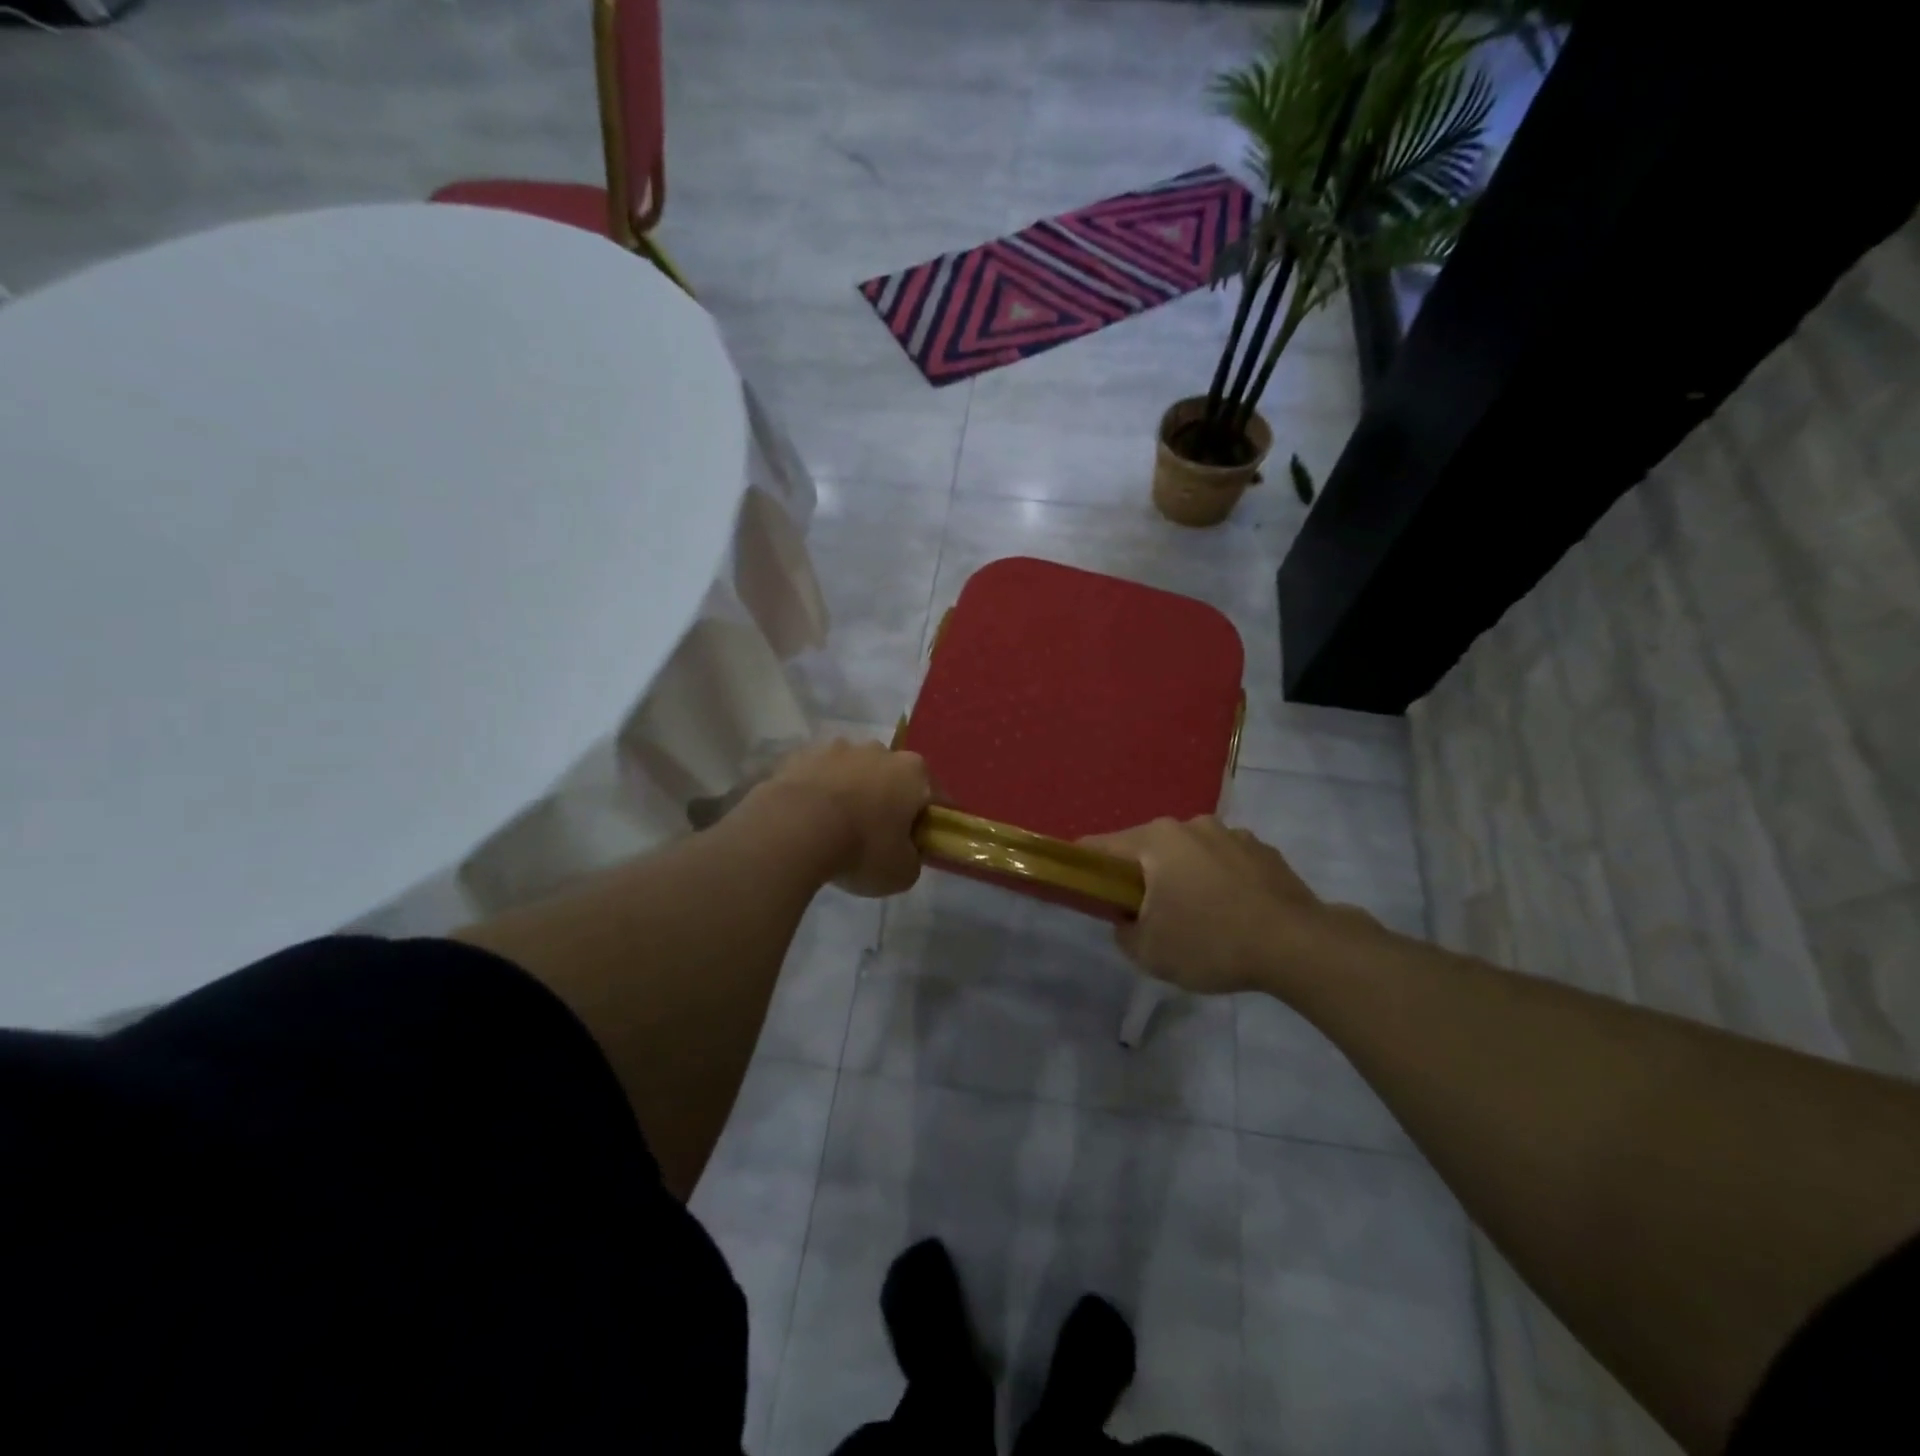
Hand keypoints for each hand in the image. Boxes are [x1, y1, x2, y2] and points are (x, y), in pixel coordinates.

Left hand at [756, 739, 932, 896]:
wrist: (794, 829)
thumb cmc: (861, 848)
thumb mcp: (901, 872)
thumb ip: (912, 858)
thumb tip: (906, 852)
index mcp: (913, 773)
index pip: (935, 796)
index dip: (931, 821)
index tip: (922, 842)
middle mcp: (879, 750)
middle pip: (892, 777)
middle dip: (888, 800)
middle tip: (877, 836)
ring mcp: (837, 748)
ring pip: (852, 772)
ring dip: (851, 792)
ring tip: (835, 828)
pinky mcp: (801, 755)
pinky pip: (818, 776)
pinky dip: (818, 793)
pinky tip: (808, 820)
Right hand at [1083, 816, 1374, 995]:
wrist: (1300, 947)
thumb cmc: (1212, 943)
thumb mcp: (1150, 953)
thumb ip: (1123, 933)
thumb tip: (1127, 921)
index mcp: (1156, 840)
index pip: (1100, 847)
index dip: (1084, 868)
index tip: (1083, 890)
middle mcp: (1191, 825)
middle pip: (1147, 848)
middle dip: (1140, 877)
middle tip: (1146, 916)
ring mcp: (1231, 834)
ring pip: (1188, 854)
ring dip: (1182, 877)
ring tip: (1197, 918)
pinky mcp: (1263, 850)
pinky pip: (1223, 862)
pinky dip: (1218, 881)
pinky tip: (1232, 914)